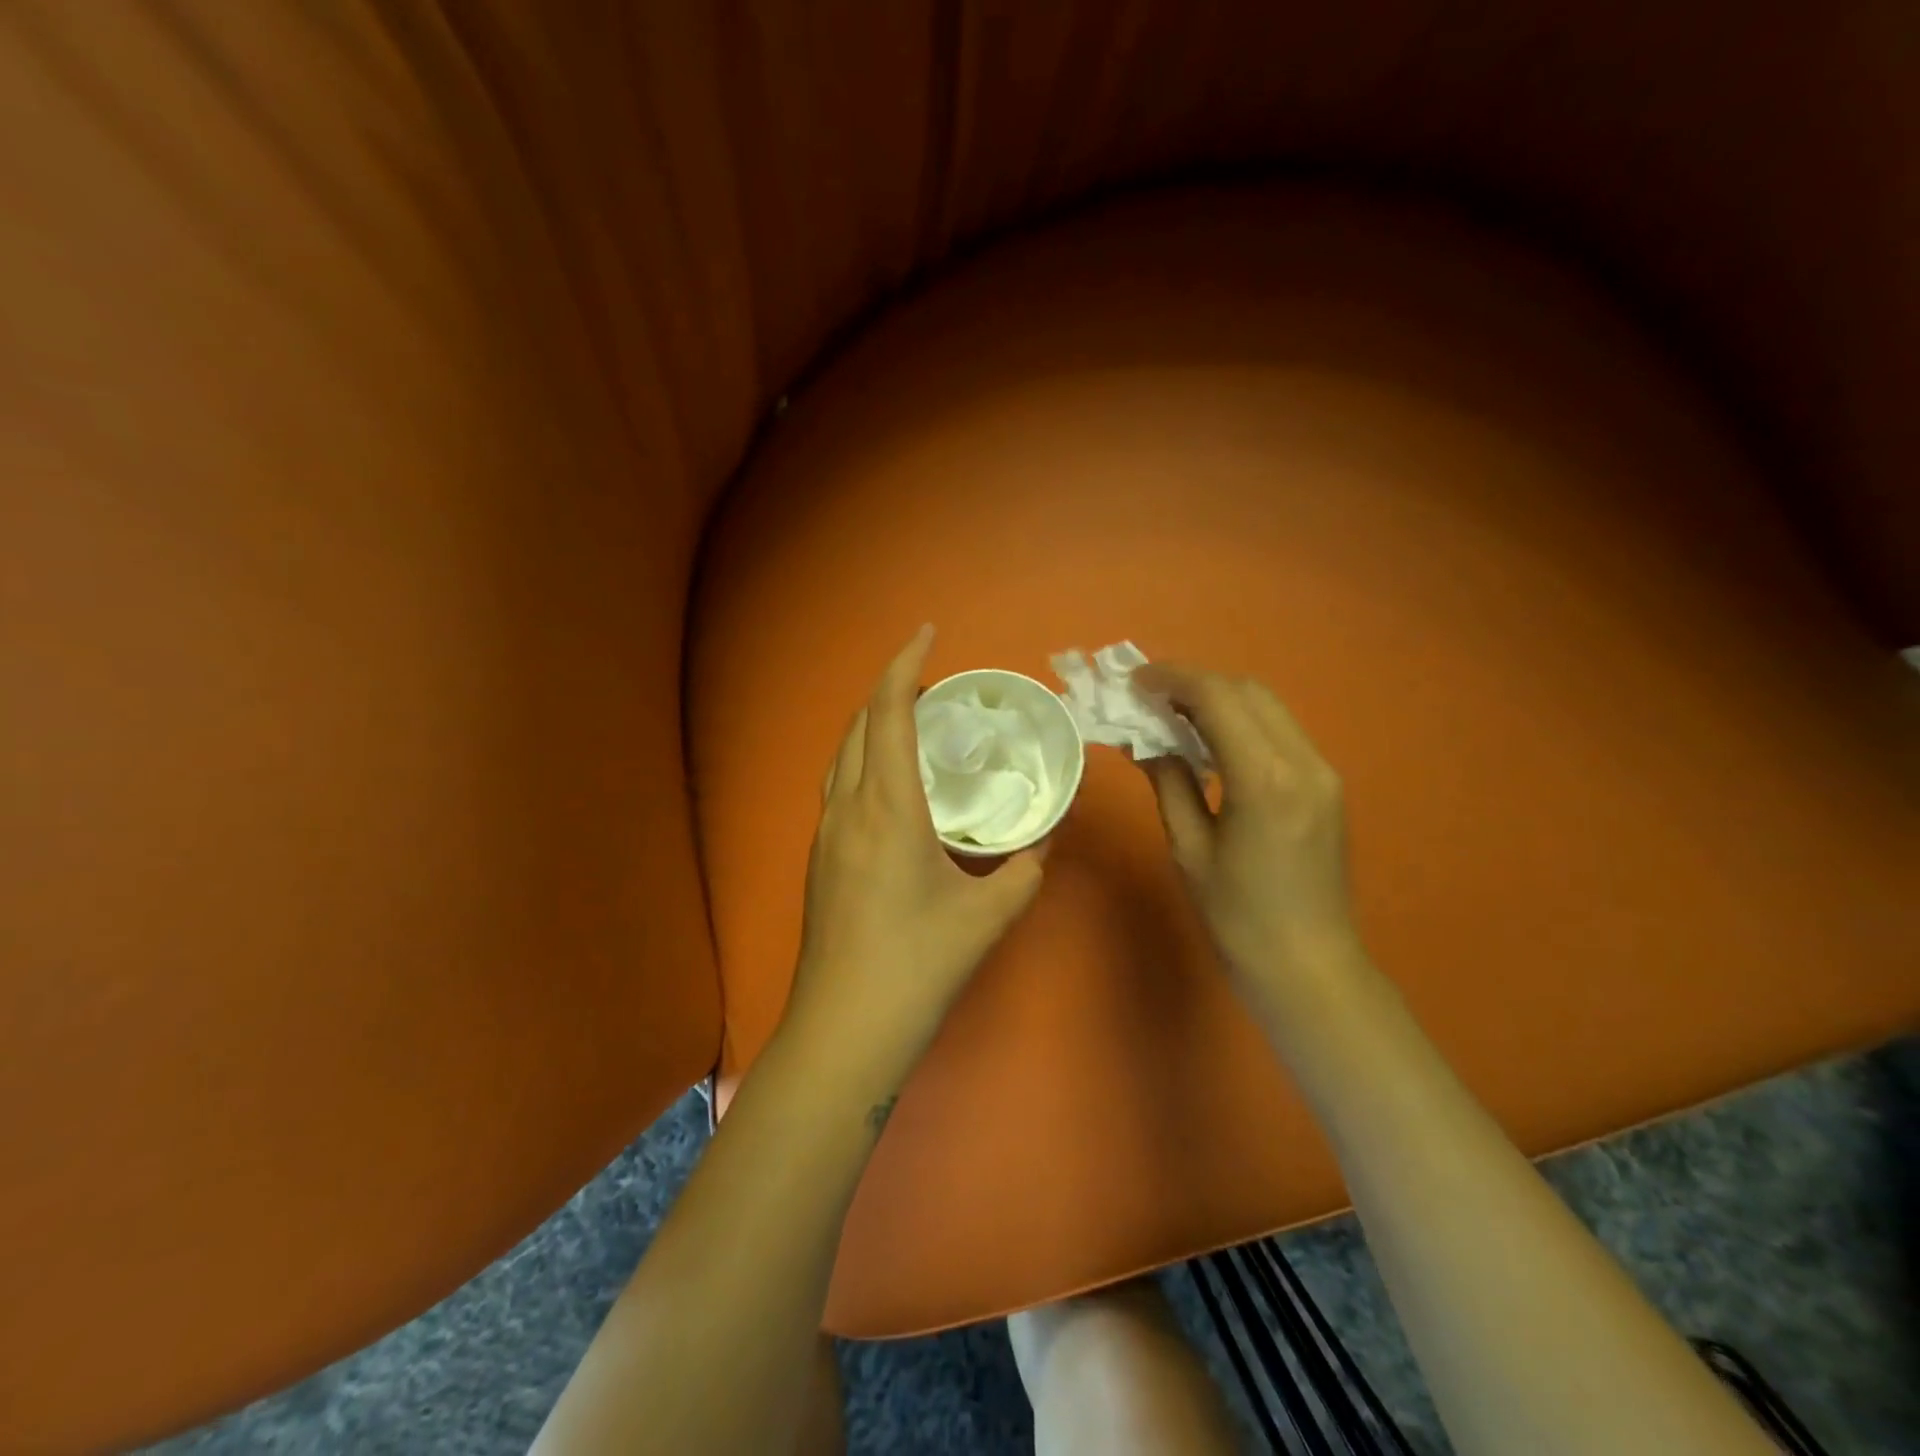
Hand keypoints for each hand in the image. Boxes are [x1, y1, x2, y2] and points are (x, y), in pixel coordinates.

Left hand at [783, 625, 1045, 1086]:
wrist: (845, 1028)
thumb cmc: (918, 966)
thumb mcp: (989, 915)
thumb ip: (1025, 869)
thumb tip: (1043, 841)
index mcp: (887, 808)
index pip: (888, 713)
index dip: (904, 665)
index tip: (927, 635)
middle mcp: (848, 808)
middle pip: (858, 725)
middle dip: (890, 690)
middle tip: (932, 685)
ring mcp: (825, 834)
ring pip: (842, 755)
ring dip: (872, 725)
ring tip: (911, 723)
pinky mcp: (819, 858)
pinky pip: (839, 785)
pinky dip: (863, 759)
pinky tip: (890, 783)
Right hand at [1130, 664, 1363, 1006]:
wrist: (1310, 966)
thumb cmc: (1238, 916)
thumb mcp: (1189, 847)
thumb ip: (1168, 781)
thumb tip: (1142, 740)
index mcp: (1264, 778)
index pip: (1218, 698)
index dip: (1172, 679)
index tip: (1134, 681)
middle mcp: (1302, 761)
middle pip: (1247, 690)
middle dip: (1195, 682)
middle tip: (1149, 696)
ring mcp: (1322, 771)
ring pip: (1267, 706)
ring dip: (1219, 699)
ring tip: (1172, 714)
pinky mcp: (1326, 785)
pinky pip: (1279, 731)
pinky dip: (1241, 721)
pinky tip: (1211, 742)